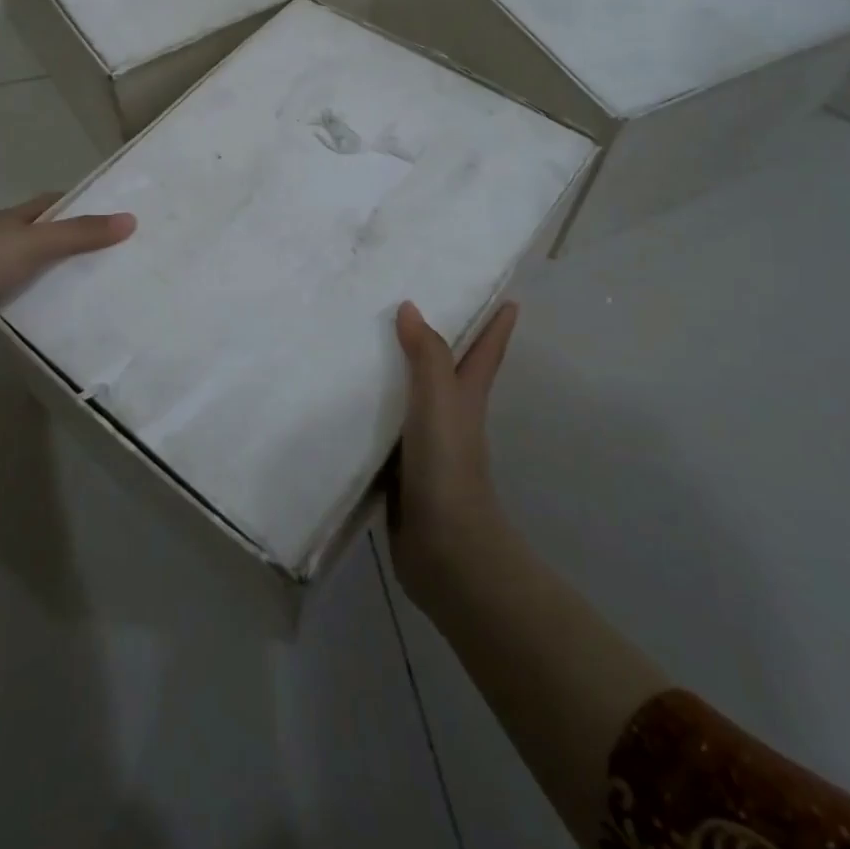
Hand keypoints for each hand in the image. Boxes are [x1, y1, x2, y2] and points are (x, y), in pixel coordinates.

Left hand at [0, 193, 135, 357]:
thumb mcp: (35, 244)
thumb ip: (80, 234)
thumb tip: (130, 219)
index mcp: (15, 221)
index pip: (57, 205)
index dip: (86, 205)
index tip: (121, 216)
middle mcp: (8, 245)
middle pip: (54, 242)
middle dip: (85, 249)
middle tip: (130, 260)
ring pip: (43, 278)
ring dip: (69, 284)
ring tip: (115, 293)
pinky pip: (30, 308)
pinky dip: (50, 313)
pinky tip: (79, 323)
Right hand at [389, 299, 517, 605]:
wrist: (445, 550)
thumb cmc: (448, 466)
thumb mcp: (440, 402)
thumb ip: (427, 355)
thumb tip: (410, 307)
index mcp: (466, 397)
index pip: (485, 351)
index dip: (497, 324)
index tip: (508, 298)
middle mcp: (448, 415)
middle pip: (447, 369)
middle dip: (439, 340)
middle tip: (410, 304)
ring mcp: (423, 444)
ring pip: (409, 396)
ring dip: (396, 372)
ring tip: (364, 343)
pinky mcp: (398, 468)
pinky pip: (381, 427)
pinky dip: (368, 409)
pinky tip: (341, 400)